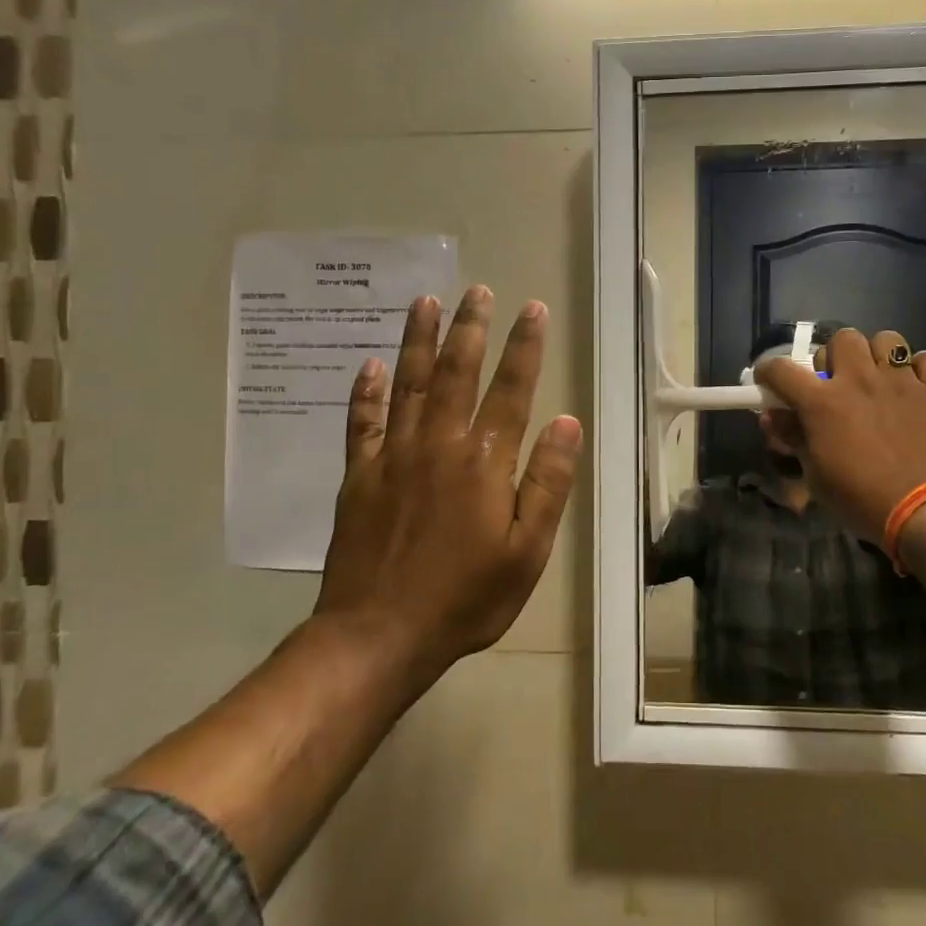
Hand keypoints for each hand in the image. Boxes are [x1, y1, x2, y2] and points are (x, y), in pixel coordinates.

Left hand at [314, 286, 582, 675]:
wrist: (379, 635)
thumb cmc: (466, 597)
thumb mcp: (527, 550)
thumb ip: (547, 482)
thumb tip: (566, 422)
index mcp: (484, 462)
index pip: (511, 390)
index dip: (524, 348)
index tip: (531, 310)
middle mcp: (438, 445)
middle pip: (456, 373)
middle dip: (470, 328)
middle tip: (477, 291)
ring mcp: (393, 457)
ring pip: (409, 384)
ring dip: (418, 340)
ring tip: (425, 301)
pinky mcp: (360, 476)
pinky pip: (362, 422)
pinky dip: (366, 391)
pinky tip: (370, 364)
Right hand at [756, 329, 925, 542]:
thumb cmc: (862, 500)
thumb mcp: (816, 476)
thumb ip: (793, 439)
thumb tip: (772, 418)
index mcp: (822, 402)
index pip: (782, 369)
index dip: (769, 372)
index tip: (770, 382)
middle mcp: (859, 380)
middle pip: (842, 339)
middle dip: (835, 357)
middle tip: (837, 383)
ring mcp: (901, 381)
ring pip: (886, 340)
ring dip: (878, 356)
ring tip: (880, 379)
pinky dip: (921, 369)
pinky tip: (917, 386)